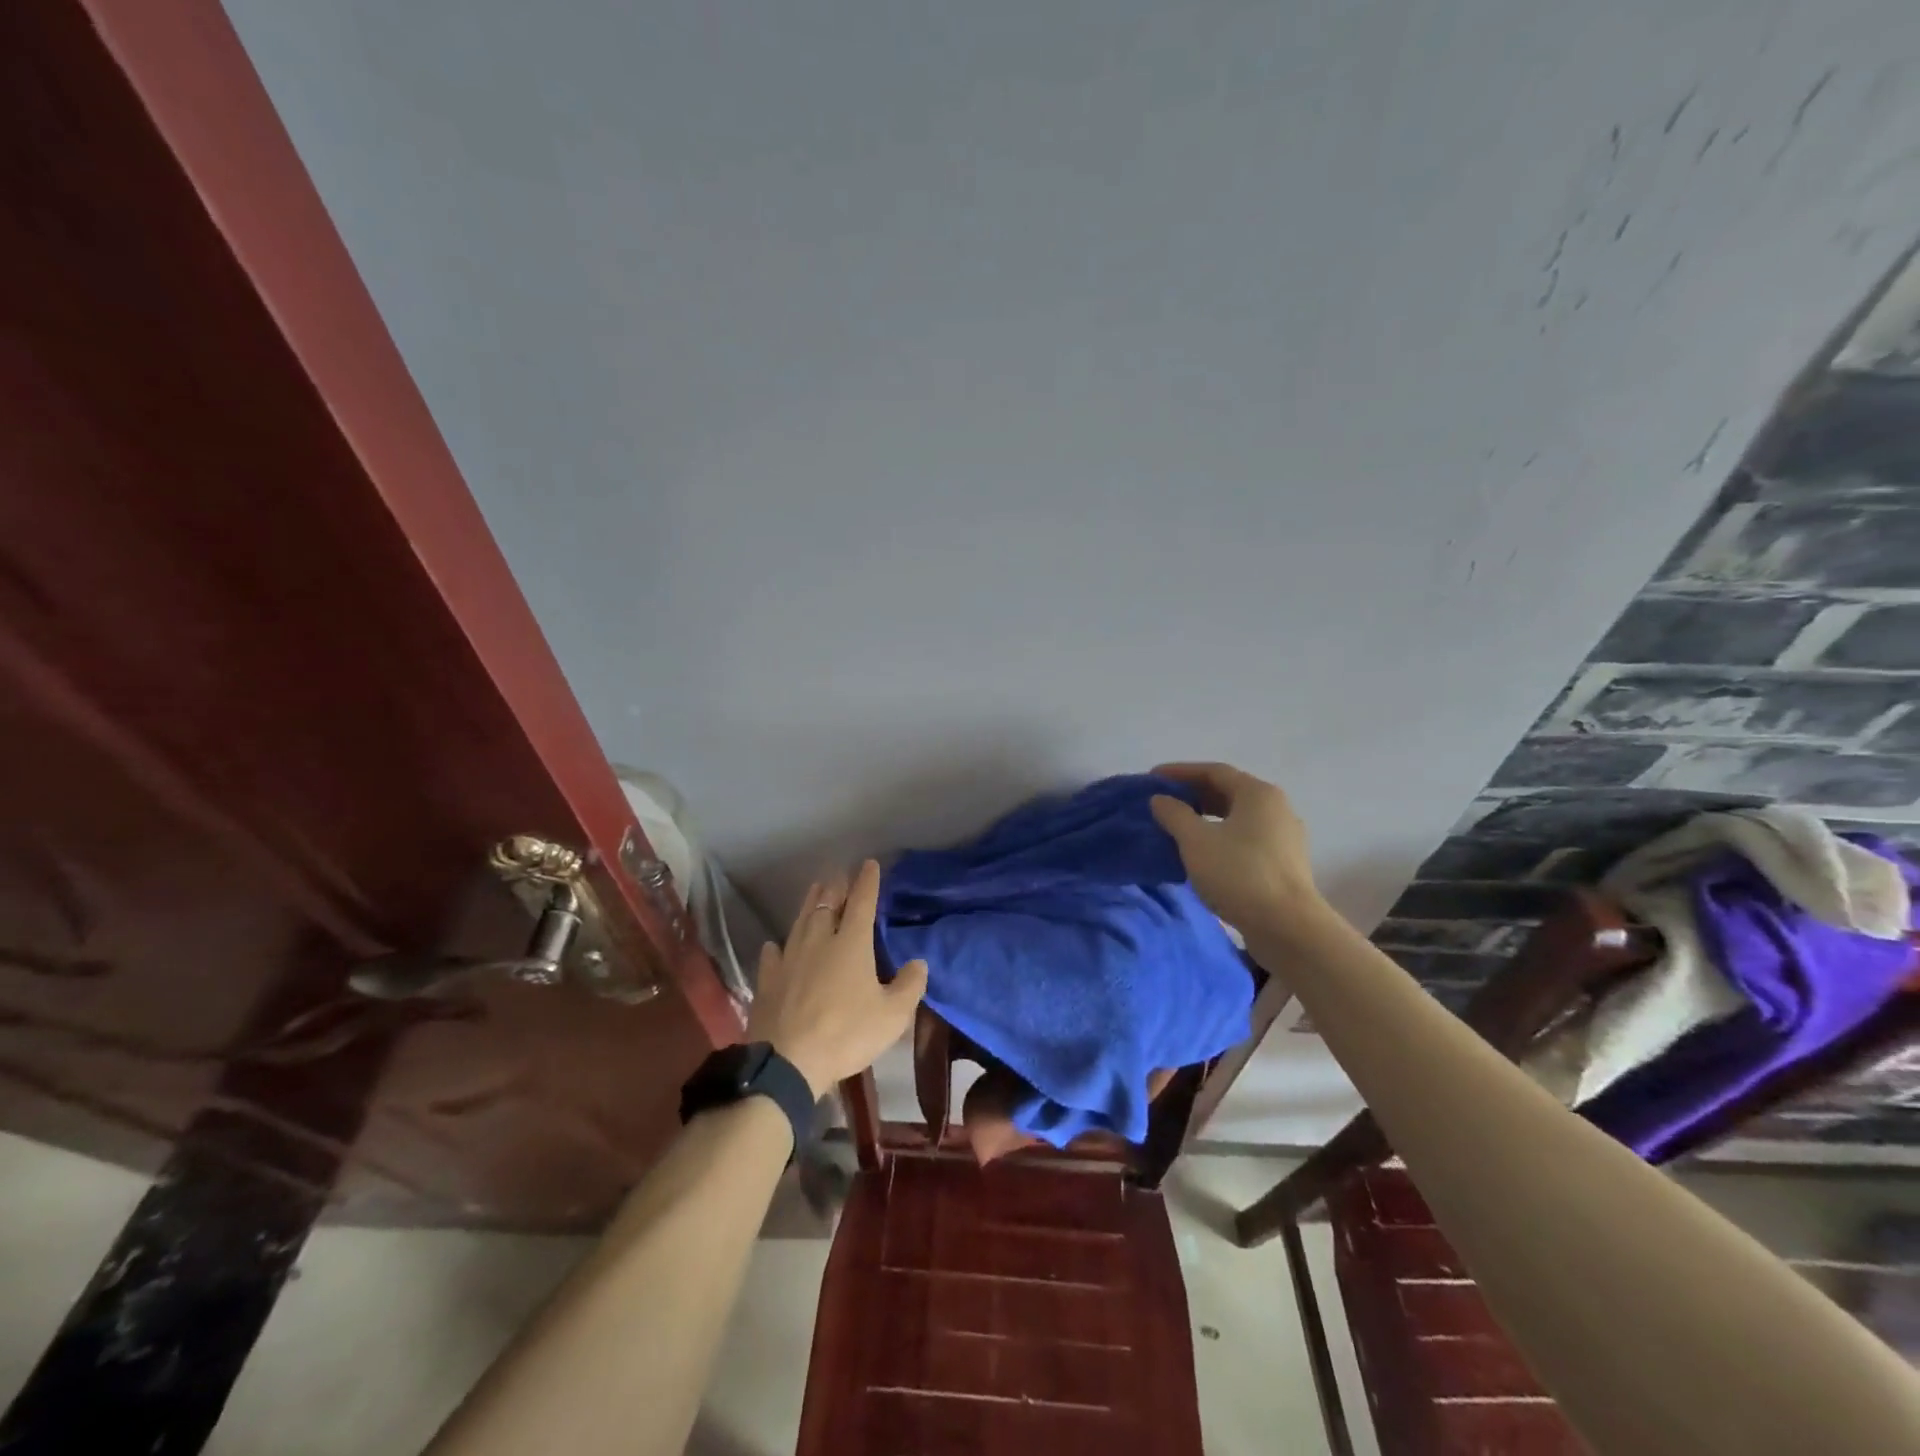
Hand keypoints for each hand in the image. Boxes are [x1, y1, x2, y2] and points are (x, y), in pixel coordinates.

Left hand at [746, 859, 927, 1098]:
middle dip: (835, 887)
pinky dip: (778, 946)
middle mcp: (819, 941)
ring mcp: (789, 958)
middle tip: (839, 875)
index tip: (869, 864)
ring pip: (800, 922)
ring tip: (815, 890)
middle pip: (826, 905)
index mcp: (851, 943)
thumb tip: (918, 963)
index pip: (861, 902)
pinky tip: (776, 945)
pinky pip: (773, 955)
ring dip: (809, 904)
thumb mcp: (892, 1016)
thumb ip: (909, 986)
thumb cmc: (846, 1034)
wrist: (787, 1062)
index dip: (867, 882)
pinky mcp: (768, 980)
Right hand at [1149, 762, 1324, 937]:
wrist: (1288, 927)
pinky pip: (1246, 839)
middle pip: (1228, 791)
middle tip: (1163, 802)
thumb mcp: (1196, 841)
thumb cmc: (1239, 874)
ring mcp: (1284, 837)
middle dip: (1193, 794)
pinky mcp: (1285, 863)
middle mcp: (1276, 808)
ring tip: (1178, 828)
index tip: (1152, 778)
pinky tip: (1203, 854)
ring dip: (1206, 818)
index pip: (1214, 771)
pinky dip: (1221, 837)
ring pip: (1238, 817)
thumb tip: (1161, 800)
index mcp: (1258, 793)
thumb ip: (1174, 814)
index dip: (1180, 772)